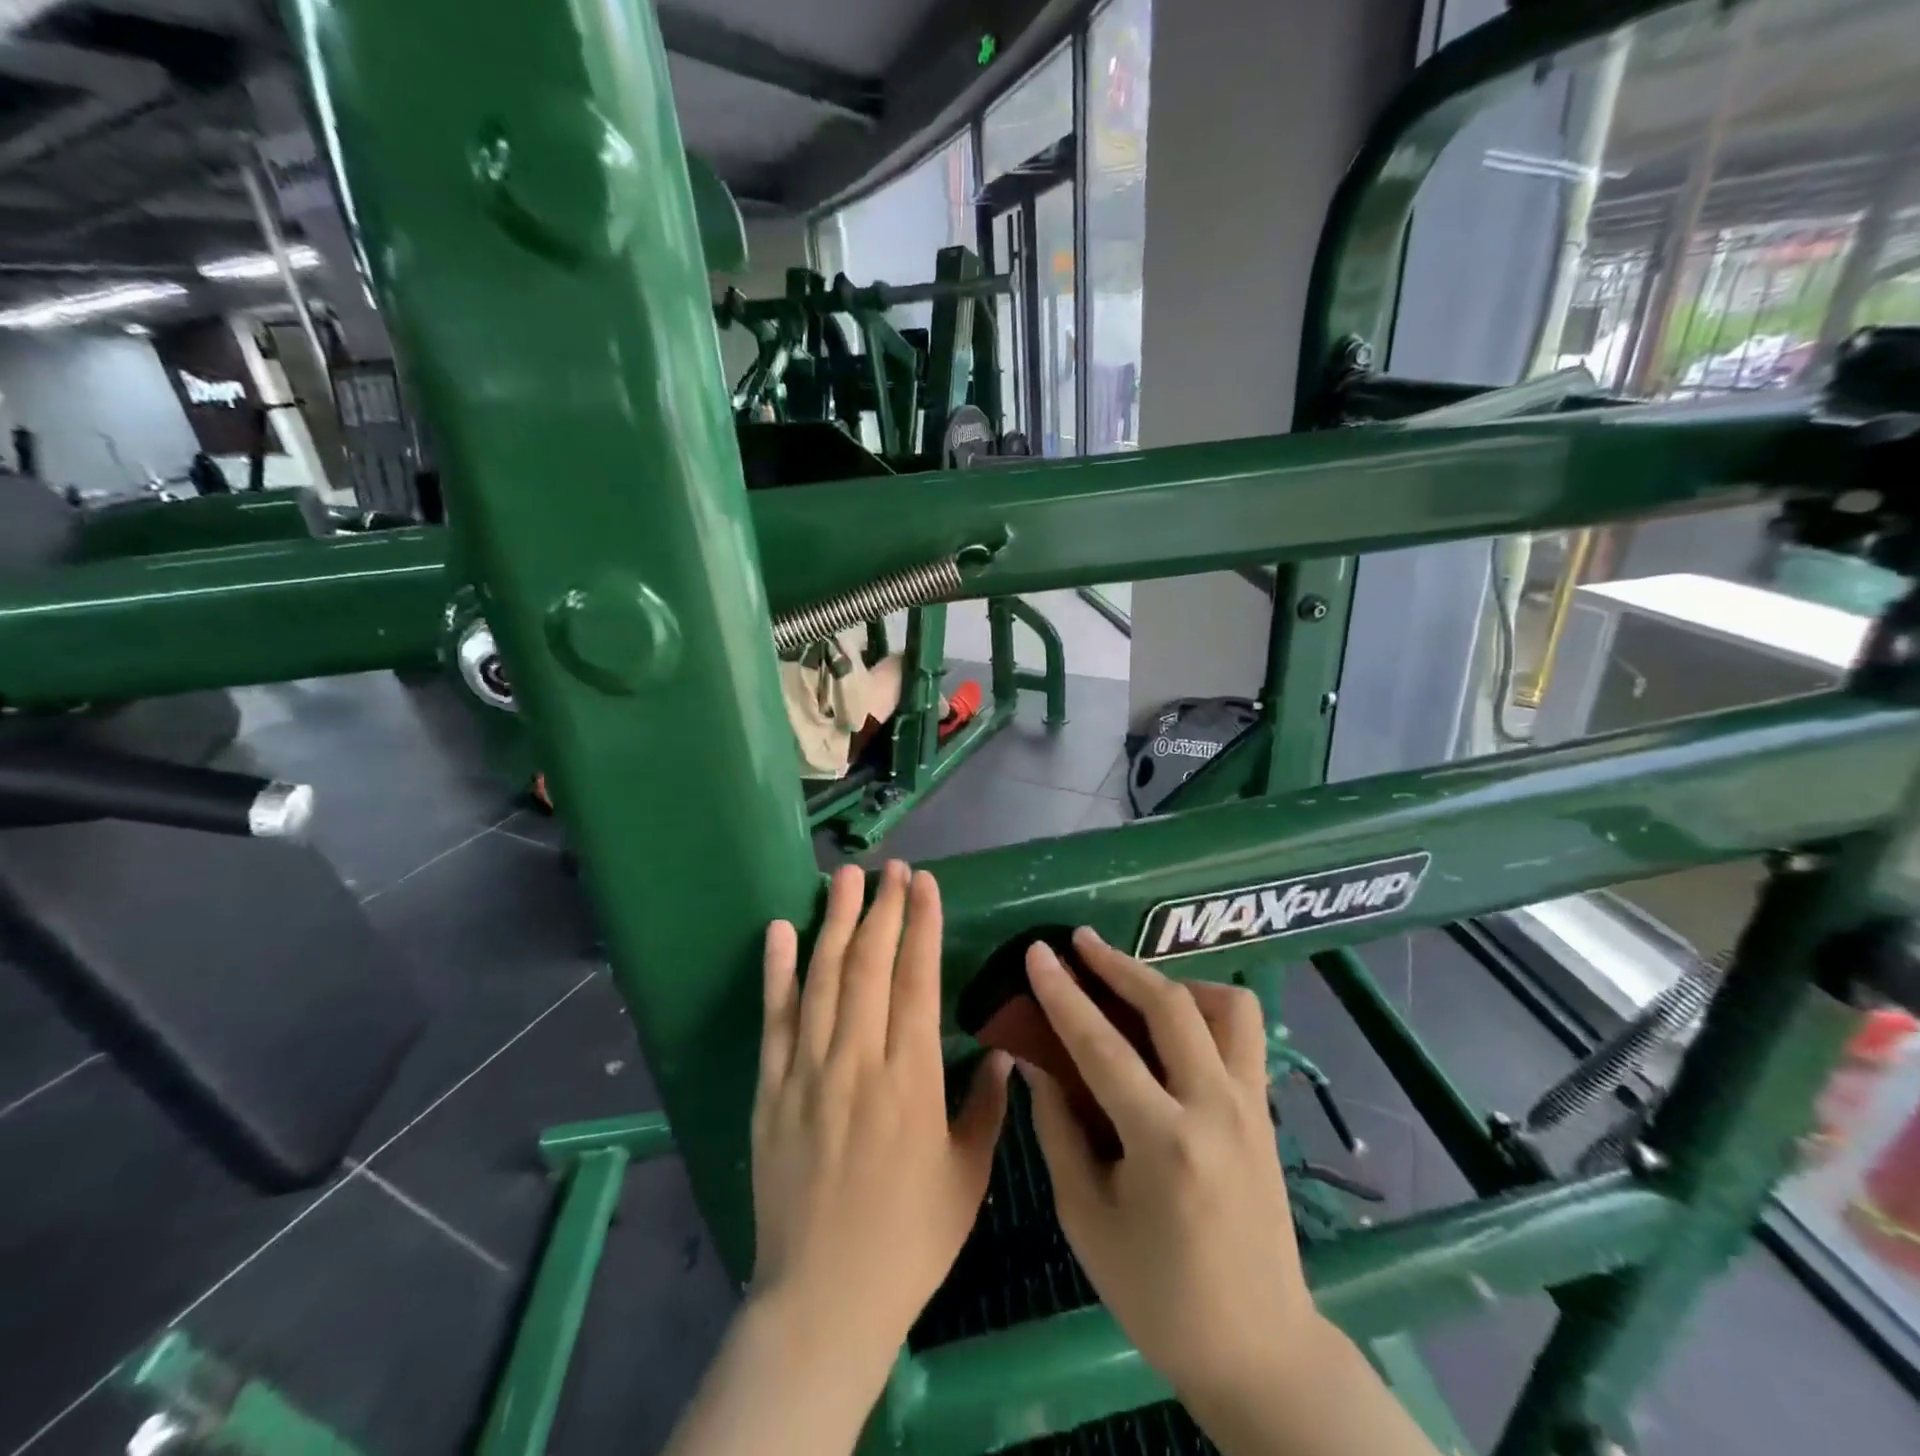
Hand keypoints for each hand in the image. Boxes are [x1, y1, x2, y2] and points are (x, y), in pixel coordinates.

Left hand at [752, 862, 1009, 1378]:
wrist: (823, 1298)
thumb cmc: (909, 1239)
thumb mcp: (967, 1176)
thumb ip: (986, 1107)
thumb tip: (1003, 1052)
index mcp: (911, 1080)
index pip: (916, 979)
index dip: (920, 924)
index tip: (924, 883)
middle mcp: (857, 1061)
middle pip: (868, 965)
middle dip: (881, 908)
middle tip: (890, 868)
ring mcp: (807, 1072)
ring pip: (822, 978)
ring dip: (833, 921)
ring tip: (844, 877)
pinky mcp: (771, 1089)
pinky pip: (774, 1019)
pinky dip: (776, 971)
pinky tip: (780, 931)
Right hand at [1022, 929, 1310, 1405]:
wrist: (1259, 1349)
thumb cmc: (1159, 1296)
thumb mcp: (1087, 1220)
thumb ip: (1059, 1130)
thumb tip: (1037, 1063)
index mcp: (1164, 1143)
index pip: (1102, 1045)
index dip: (1063, 993)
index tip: (1038, 951)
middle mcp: (1215, 1109)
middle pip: (1169, 1005)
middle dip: (1118, 963)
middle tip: (1079, 941)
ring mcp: (1251, 1105)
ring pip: (1225, 1005)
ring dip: (1175, 980)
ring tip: (1136, 985)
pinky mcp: (1266, 1110)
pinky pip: (1243, 1033)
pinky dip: (1207, 1009)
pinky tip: (1175, 1027)